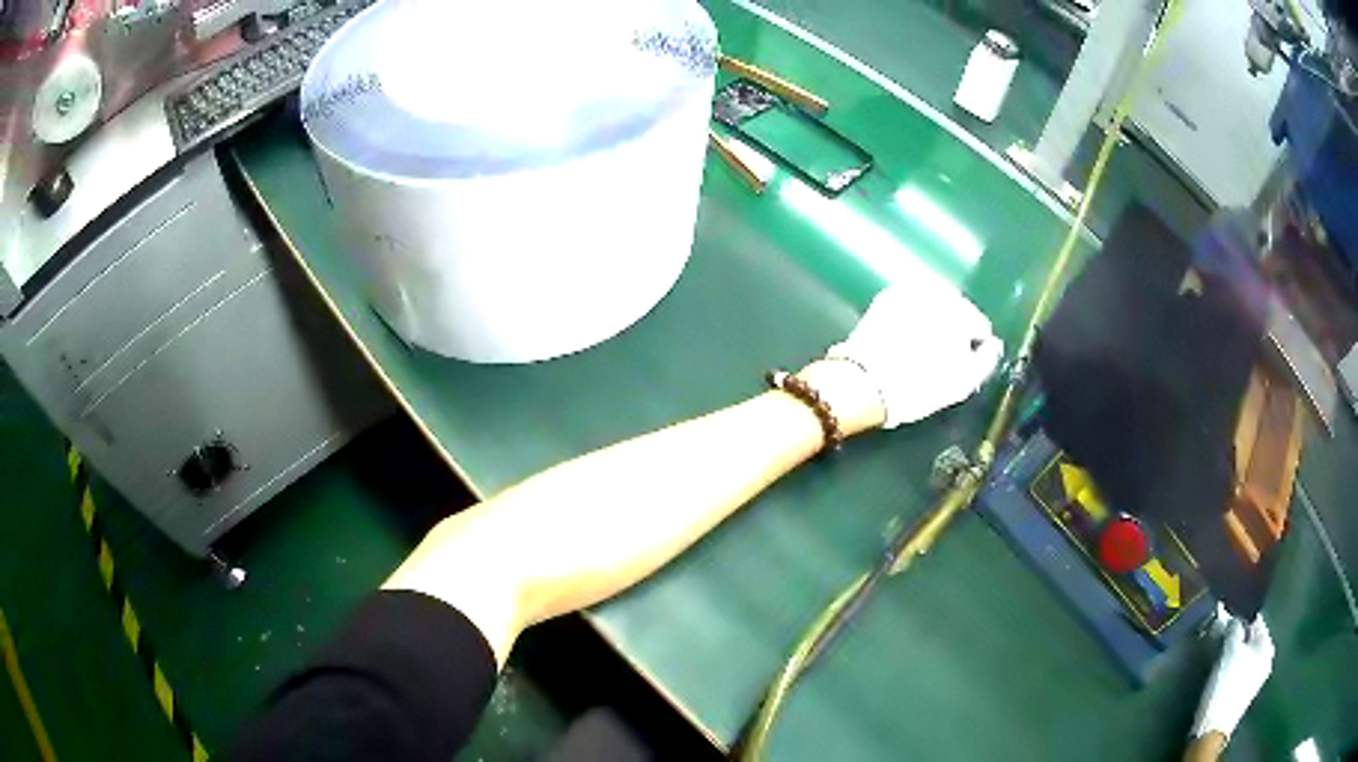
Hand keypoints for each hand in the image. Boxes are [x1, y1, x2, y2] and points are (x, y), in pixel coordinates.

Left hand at [825, 284, 1003, 427]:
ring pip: (933, 305)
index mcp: (961, 311)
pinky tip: (906, 339)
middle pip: (957, 311)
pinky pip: (911, 305)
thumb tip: (993, 345)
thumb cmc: (920, 385)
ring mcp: (910, 290)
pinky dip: (913, 317)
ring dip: (934, 320)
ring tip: (923, 349)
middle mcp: (938, 292)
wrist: (865, 381)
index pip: (980, 326)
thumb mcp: (963, 382)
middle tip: (942, 358)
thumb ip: (986, 360)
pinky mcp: (887, 297)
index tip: (963, 365)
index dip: (974, 347)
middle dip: (954, 329)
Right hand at [1191, 611, 1274, 739]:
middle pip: (1252, 638)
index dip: (1242, 614)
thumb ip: (1234, 628)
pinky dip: (1232, 663)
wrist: (1212, 729)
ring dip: (1234, 649)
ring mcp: (1255, 678)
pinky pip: (1240, 667)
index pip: (1257, 620)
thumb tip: (1233, 615)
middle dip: (1238, 633)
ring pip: (1245, 653)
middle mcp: (1266, 659)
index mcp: (1268, 646)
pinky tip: (1221, 667)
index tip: (1227, 612)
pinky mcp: (1242, 691)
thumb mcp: (1230, 651)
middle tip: (1222, 630)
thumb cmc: (1226, 686)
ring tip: (1219, 648)